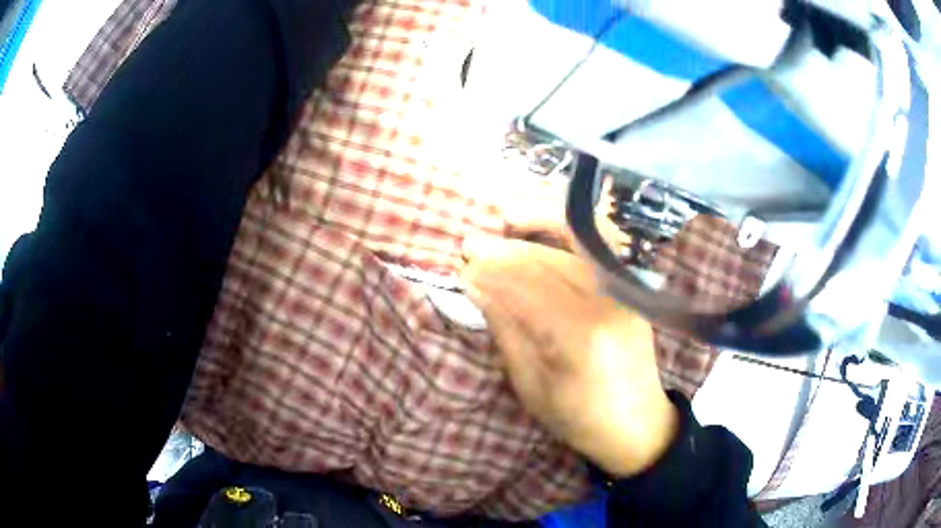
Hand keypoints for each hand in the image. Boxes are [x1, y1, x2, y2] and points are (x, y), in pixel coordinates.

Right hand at [461, 238, 677, 476]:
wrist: (636, 424)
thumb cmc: (578, 417)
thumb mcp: (531, 385)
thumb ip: (506, 330)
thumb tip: (476, 286)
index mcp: (580, 337)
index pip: (527, 288)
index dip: (492, 274)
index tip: (463, 269)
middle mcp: (607, 304)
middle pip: (549, 262)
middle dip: (506, 251)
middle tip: (470, 245)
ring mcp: (625, 295)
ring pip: (572, 251)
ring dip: (533, 239)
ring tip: (500, 228)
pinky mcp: (632, 292)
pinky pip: (595, 253)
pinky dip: (568, 235)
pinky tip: (544, 227)